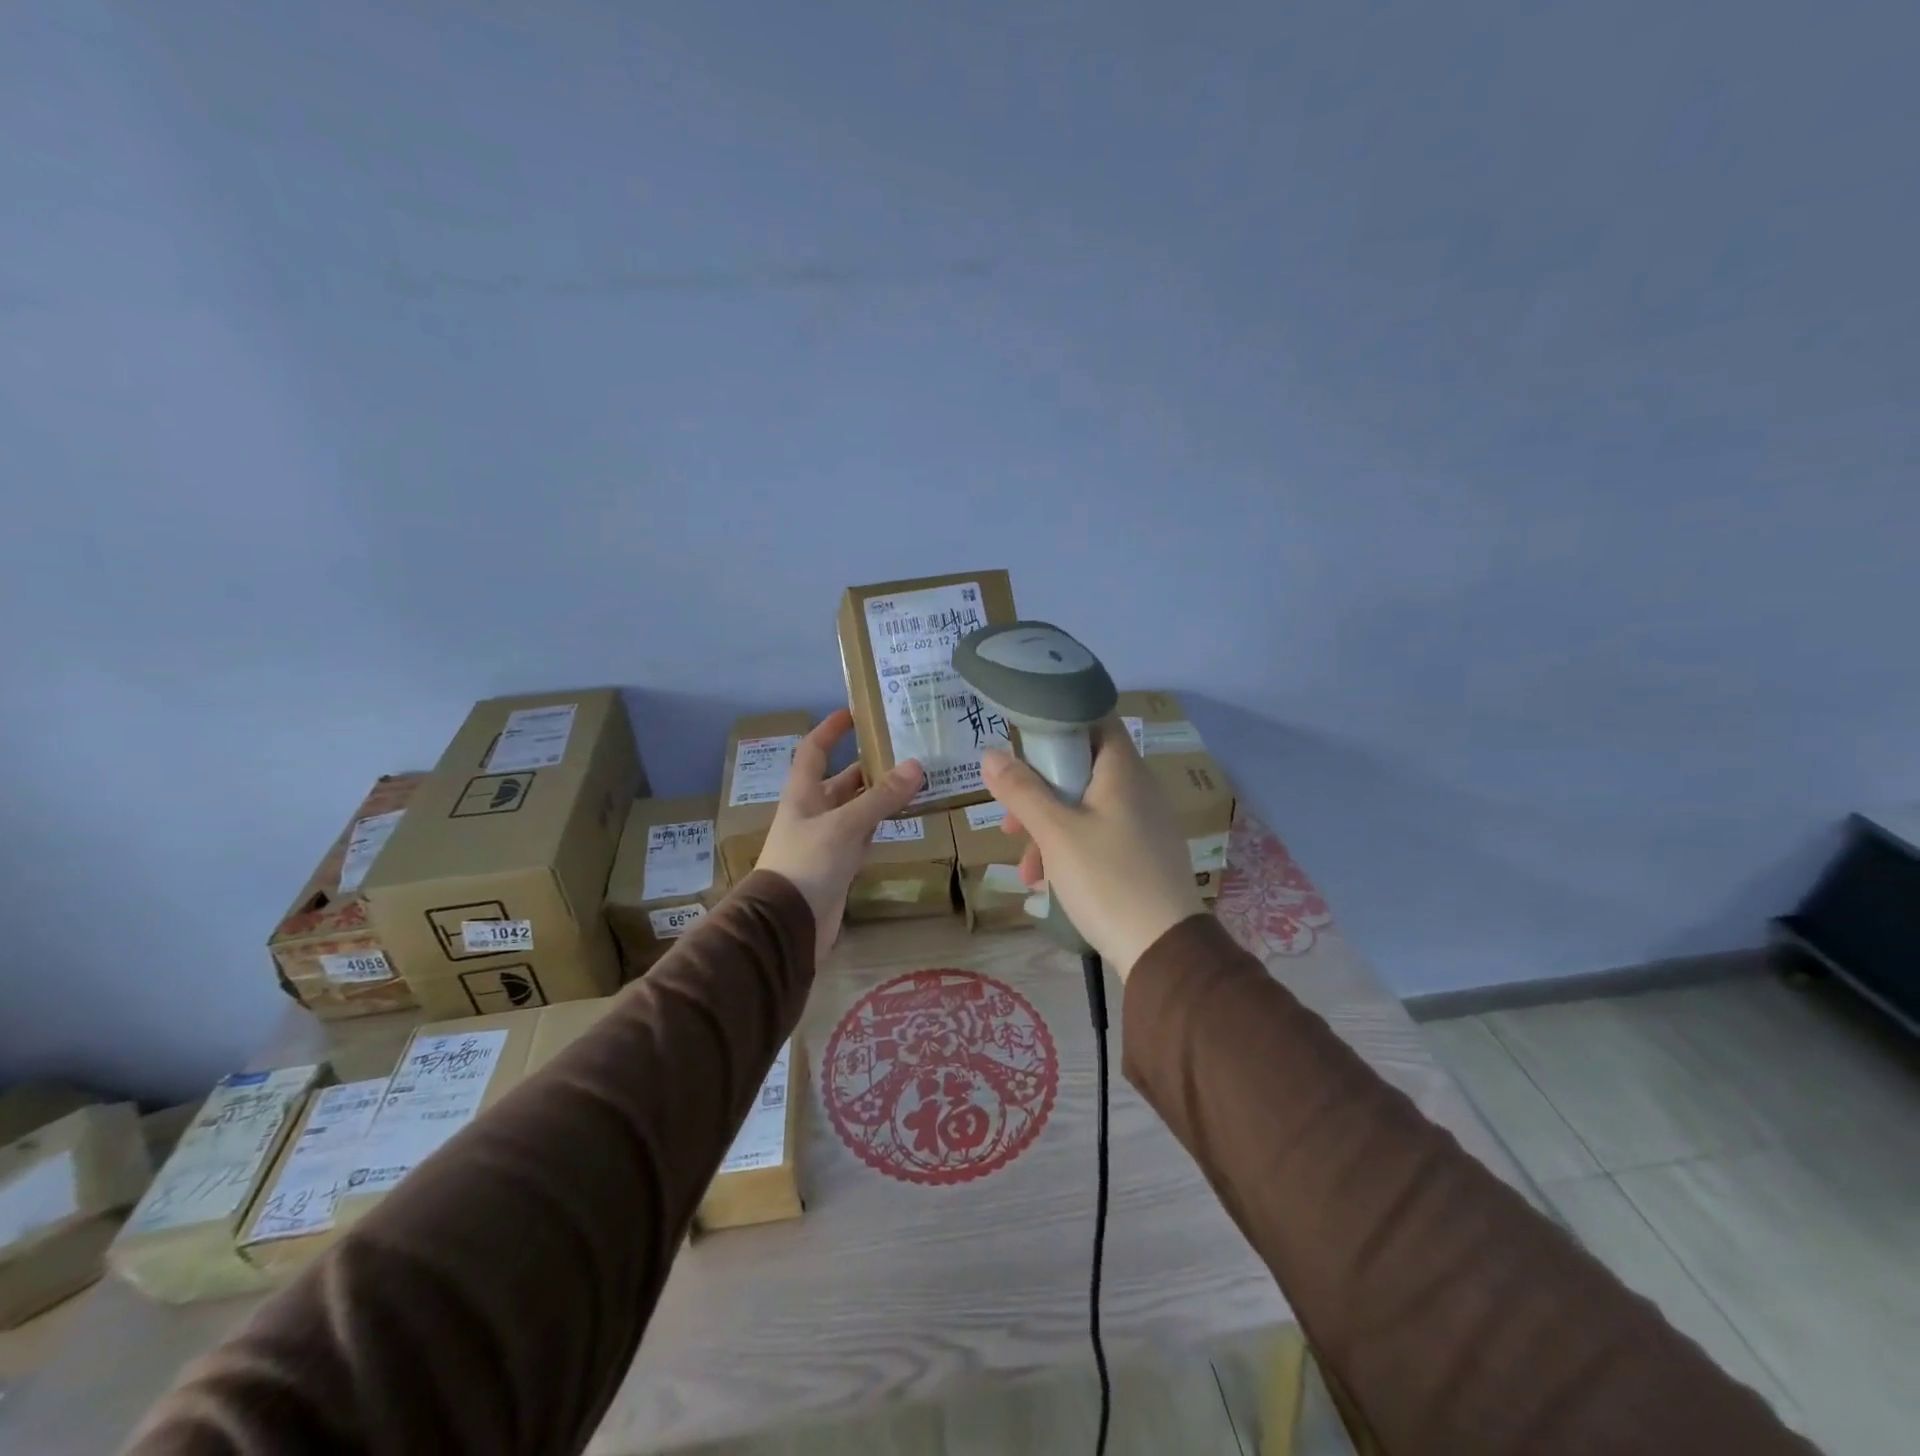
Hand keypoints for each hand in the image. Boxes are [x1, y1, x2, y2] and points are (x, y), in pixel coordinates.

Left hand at [756, 709, 925, 961]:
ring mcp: (828, 839)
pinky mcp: (841, 864)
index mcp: (803, 793)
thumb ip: (880, 798)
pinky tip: (907, 816)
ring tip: (918, 778)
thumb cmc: (807, 863)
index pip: (814, 750)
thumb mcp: (845, 825)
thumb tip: (916, 765)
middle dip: (870, 764)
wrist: (788, 924)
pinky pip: (865, 834)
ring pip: (858, 807)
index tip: (856, 712)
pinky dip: (883, 823)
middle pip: (843, 779)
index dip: (831, 729)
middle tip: (907, 749)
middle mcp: (814, 811)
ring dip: (882, 795)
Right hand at [981, 718, 1203, 975]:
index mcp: (1123, 771)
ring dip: (1049, 828)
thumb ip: (1021, 790)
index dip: (1057, 722)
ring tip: (1024, 866)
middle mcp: (1139, 789)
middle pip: (1082, 768)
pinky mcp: (1144, 855)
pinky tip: (1047, 882)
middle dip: (1040, 791)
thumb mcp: (1055, 832)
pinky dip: (1071, 848)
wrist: (1164, 950)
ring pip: (1086, 807)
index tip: (1022, 744)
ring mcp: (1144, 823)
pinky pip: (1100, 836)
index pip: (1094, 719)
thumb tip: (991, 754)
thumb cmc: (1107, 878)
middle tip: (1011, 818)